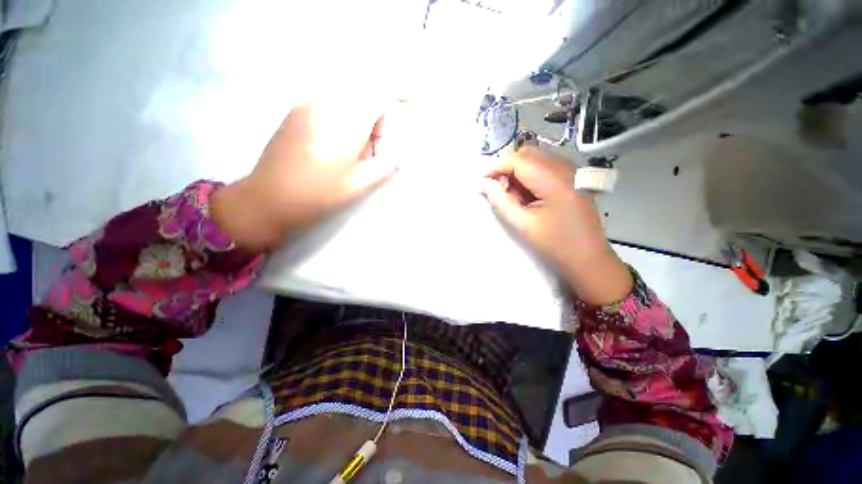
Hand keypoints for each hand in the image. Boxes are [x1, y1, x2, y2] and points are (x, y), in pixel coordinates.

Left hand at [212, 102, 398, 250]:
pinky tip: (336, 146)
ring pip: (346, 99)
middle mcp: (326, 104)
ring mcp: (307, 105)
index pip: (377, 94)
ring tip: (355, 151)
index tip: (409, 98)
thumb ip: (384, 166)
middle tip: (376, 147)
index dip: (397, 92)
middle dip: (377, 116)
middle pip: (363, 94)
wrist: (268, 198)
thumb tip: (395, 155)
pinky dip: (343, 118)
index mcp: (345, 123)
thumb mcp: (359, 185)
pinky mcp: (295, 112)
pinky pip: (329, 104)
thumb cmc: (319, 194)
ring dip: (359, 118)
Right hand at [481, 147, 631, 305]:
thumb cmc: (555, 244)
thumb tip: (486, 185)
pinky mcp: (572, 178)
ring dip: (519, 171)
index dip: (497, 167)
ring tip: (515, 196)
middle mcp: (565, 169)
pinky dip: (530, 175)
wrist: (588, 258)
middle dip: (508, 167)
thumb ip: (501, 202)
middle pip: (528, 153)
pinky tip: (529, 195)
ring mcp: (571, 172)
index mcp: (554, 181)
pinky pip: (545, 166)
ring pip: (536, 158)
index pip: (519, 160)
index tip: (484, 181)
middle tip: (499, 189)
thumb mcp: (523, 225)